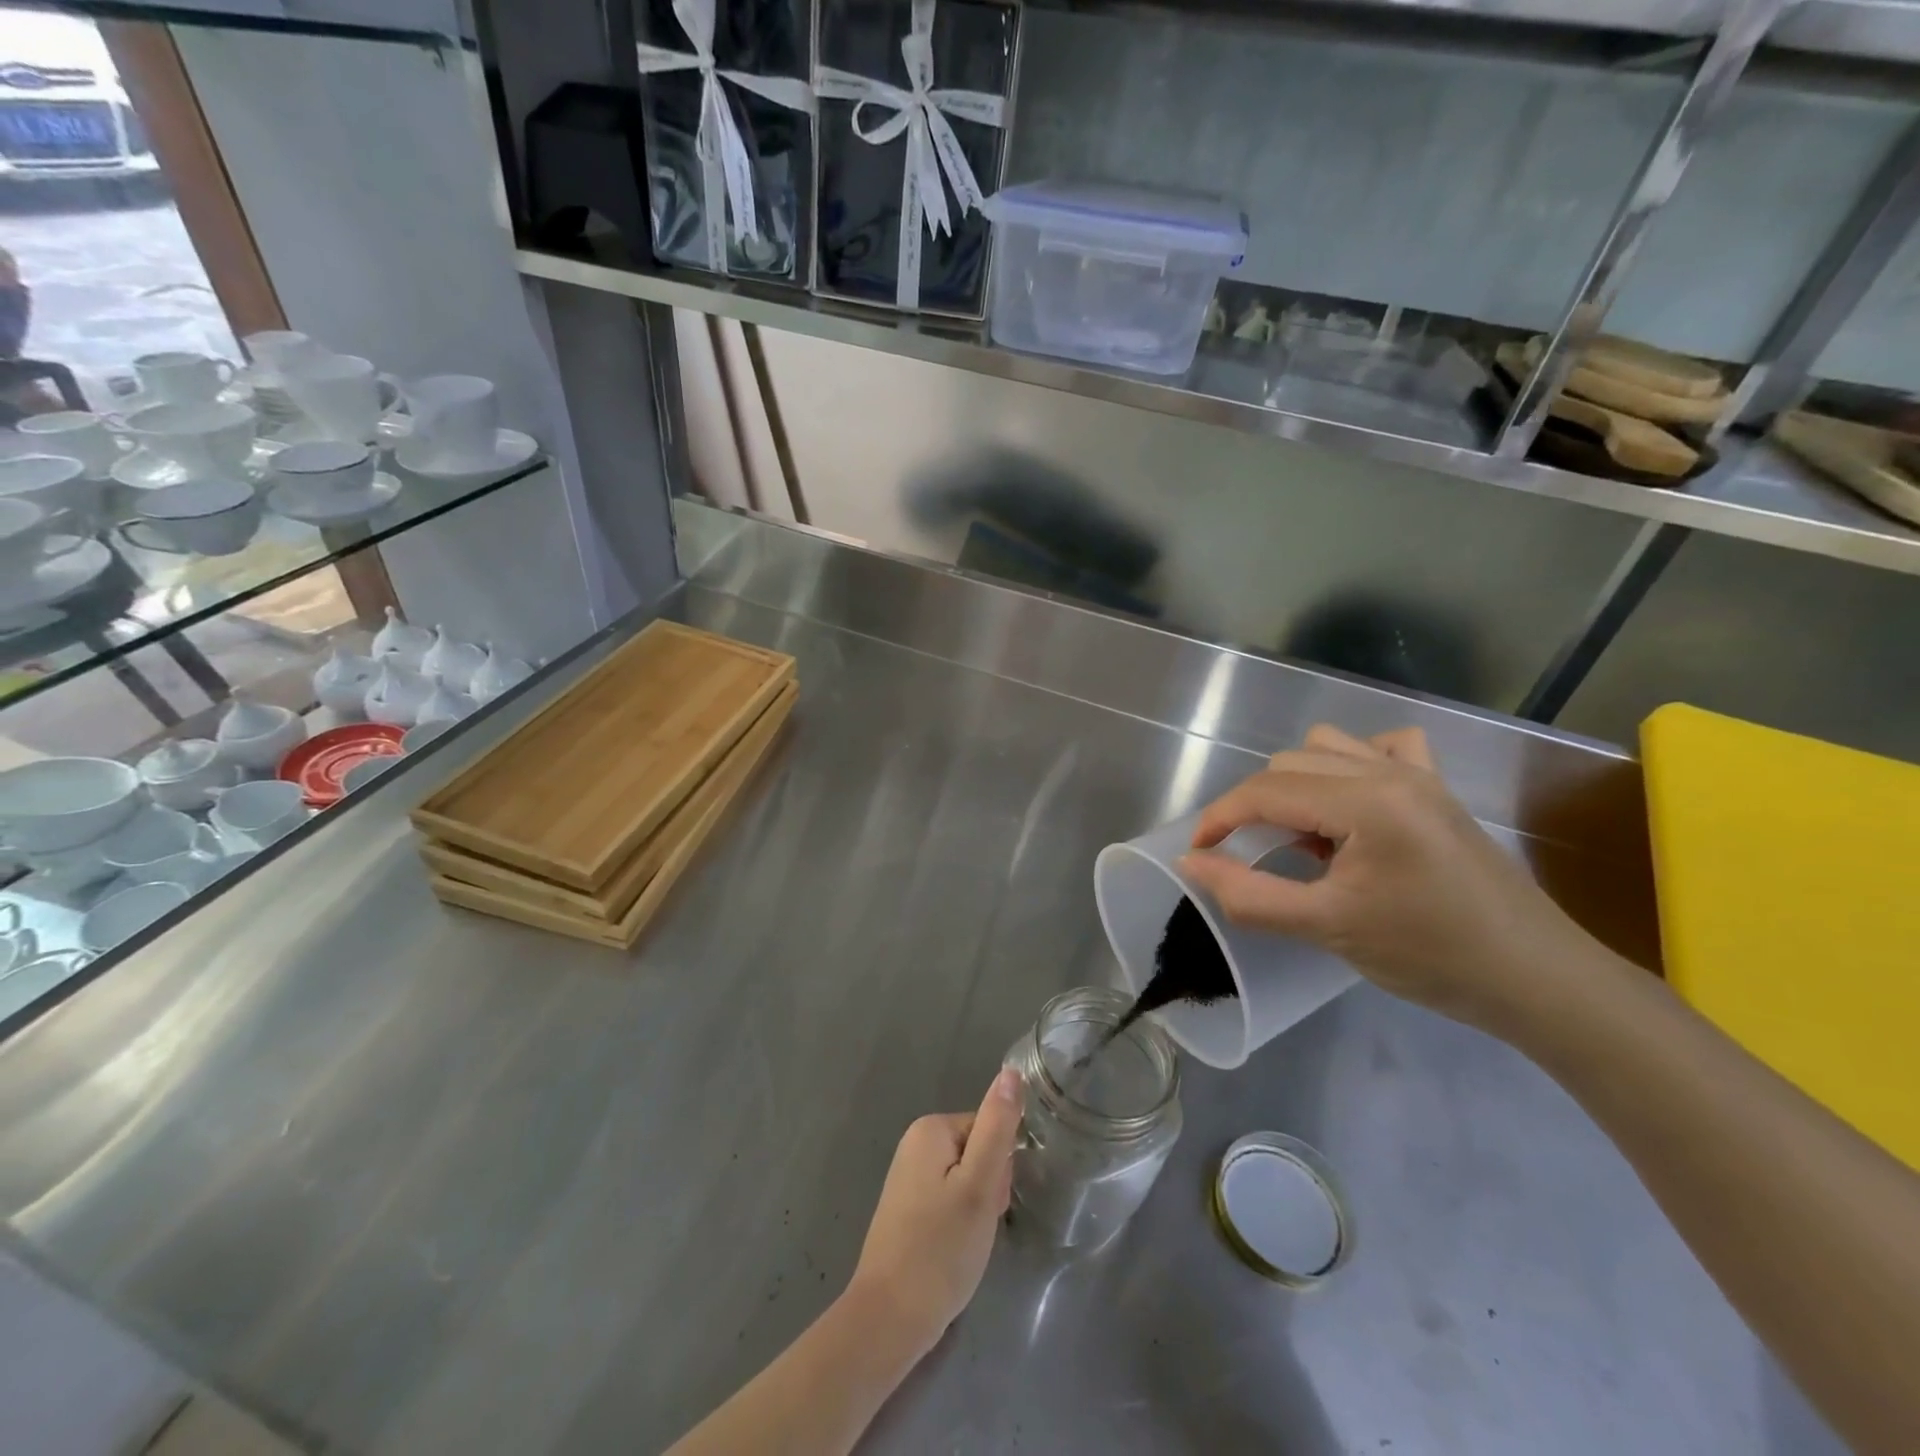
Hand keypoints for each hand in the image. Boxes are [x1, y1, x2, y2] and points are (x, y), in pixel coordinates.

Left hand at [845, 1068, 1023, 1357]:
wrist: (889, 1319)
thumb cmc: (940, 1248)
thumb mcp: (979, 1184)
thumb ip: (997, 1126)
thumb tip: (1011, 1072)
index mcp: (931, 1129)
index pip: (990, 1130)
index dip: (1000, 1169)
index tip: (992, 1203)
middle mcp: (915, 1144)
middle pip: (978, 1153)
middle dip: (988, 1189)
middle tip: (978, 1226)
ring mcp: (909, 1177)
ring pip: (967, 1181)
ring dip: (977, 1210)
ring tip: (967, 1244)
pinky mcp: (908, 1209)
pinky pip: (950, 1201)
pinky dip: (960, 1225)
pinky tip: (954, 1252)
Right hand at [1177, 725, 1604, 1035]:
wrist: (1537, 980)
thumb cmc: (1431, 956)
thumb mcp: (1327, 929)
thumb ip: (1249, 895)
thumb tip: (1191, 864)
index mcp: (1365, 801)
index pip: (1265, 790)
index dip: (1219, 818)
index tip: (1199, 854)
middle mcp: (1389, 771)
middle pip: (1288, 764)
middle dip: (1255, 807)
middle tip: (1253, 858)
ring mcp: (1419, 775)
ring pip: (1326, 746)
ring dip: (1297, 783)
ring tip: (1304, 836)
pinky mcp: (1437, 789)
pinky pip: (1381, 748)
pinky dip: (1350, 765)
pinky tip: (1352, 804)